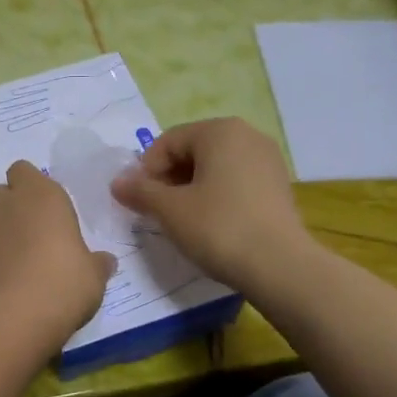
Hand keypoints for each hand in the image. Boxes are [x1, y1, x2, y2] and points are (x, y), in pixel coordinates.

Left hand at [0, 162, 116, 349]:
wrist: (16, 319)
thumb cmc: (65, 282)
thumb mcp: (94, 274)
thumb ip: (97, 262)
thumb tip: (105, 261)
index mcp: (42, 194)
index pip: (25, 170)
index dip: (34, 184)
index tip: (51, 205)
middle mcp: (9, 205)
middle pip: (5, 191)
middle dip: (17, 203)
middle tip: (40, 227)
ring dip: (7, 230)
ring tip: (29, 256)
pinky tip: (16, 278)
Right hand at [110, 118, 309, 291]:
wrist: (280, 266)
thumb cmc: (218, 228)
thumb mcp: (170, 210)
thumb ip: (139, 192)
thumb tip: (117, 183)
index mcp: (220, 131)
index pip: (168, 142)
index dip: (145, 171)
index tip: (137, 201)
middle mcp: (247, 136)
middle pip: (193, 151)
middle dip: (168, 179)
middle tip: (155, 211)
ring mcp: (268, 161)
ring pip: (214, 168)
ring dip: (190, 189)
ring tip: (179, 220)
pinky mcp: (278, 187)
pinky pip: (235, 182)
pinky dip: (215, 197)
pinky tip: (209, 225)